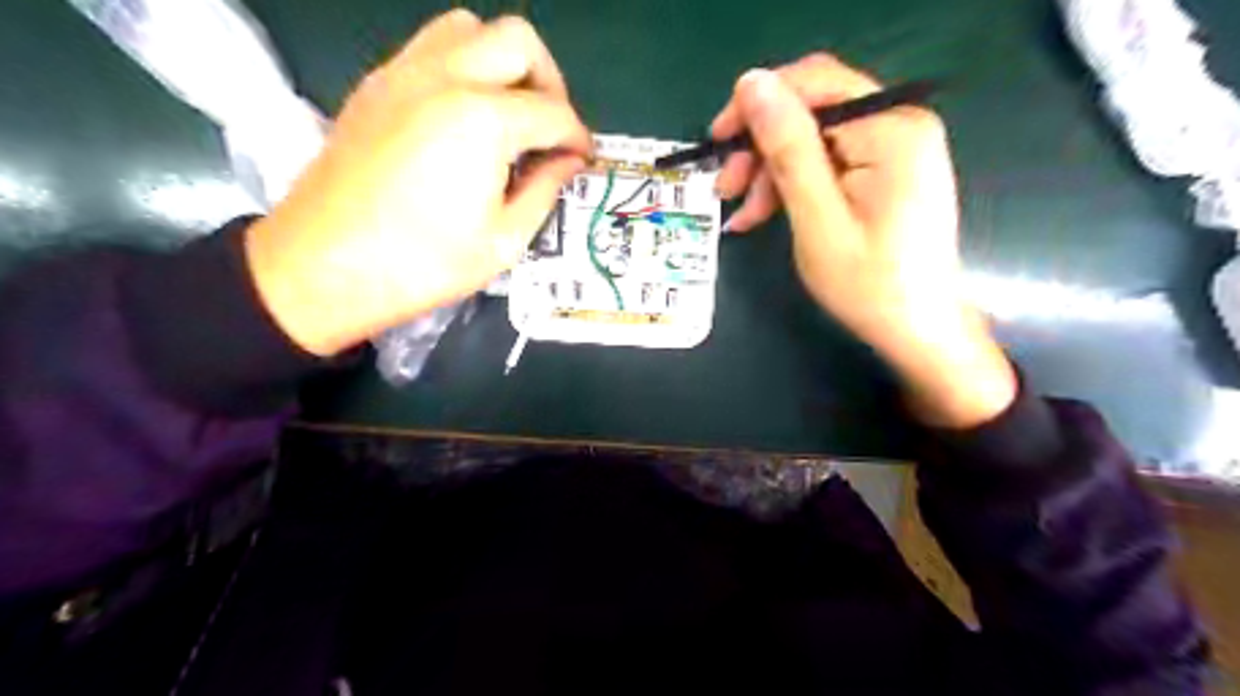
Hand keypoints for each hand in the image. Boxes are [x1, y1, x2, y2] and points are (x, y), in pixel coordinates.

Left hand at [245, 8, 591, 354]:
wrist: (322, 267)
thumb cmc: (422, 265)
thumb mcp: (503, 241)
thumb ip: (544, 191)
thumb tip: (568, 161)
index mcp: (483, 120)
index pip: (554, 111)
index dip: (578, 137)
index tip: (582, 161)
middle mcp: (446, 77)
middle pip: (519, 41)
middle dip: (549, 82)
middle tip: (549, 129)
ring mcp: (404, 73)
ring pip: (471, 29)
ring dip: (503, 63)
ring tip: (507, 114)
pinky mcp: (376, 84)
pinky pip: (431, 47)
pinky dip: (462, 67)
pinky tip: (463, 117)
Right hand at [711, 54, 1010, 424]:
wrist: (917, 329)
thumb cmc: (869, 285)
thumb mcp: (817, 219)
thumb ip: (788, 148)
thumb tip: (752, 82)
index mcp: (891, 129)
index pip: (814, 85)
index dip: (757, 105)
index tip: (717, 142)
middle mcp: (899, 123)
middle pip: (812, 110)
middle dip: (762, 147)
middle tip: (725, 188)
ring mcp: (894, 146)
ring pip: (813, 138)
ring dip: (770, 171)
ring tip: (742, 215)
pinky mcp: (885, 169)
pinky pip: (827, 161)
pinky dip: (792, 185)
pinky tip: (763, 214)